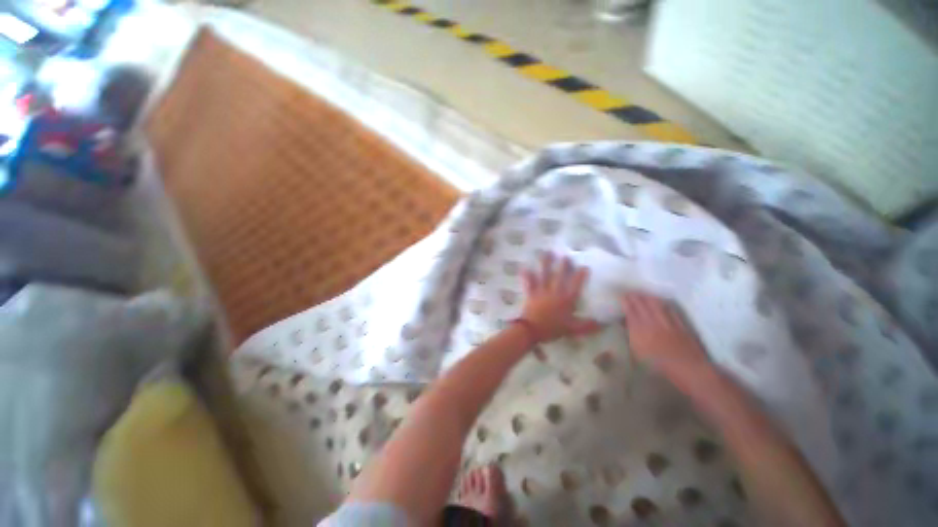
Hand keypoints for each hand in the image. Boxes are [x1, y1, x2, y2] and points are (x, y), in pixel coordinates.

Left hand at [519, 252, 599, 342]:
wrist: (532, 330)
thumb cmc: (552, 329)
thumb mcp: (572, 329)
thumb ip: (587, 326)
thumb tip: (604, 324)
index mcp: (566, 300)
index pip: (575, 286)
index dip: (580, 276)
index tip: (584, 266)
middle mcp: (554, 293)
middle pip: (560, 277)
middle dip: (563, 266)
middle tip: (565, 256)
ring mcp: (542, 292)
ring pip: (544, 275)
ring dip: (545, 264)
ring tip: (546, 253)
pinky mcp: (531, 294)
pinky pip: (529, 283)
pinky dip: (527, 276)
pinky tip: (524, 267)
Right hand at [620, 292, 710, 374]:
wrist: (688, 370)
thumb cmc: (658, 368)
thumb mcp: (637, 354)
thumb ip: (631, 336)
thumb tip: (625, 324)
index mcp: (639, 330)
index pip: (630, 311)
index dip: (626, 302)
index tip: (621, 296)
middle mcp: (652, 323)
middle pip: (643, 306)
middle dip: (635, 297)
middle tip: (630, 292)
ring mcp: (668, 324)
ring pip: (657, 306)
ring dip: (649, 298)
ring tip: (643, 294)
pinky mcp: (681, 327)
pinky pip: (670, 311)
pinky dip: (664, 305)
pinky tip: (662, 303)